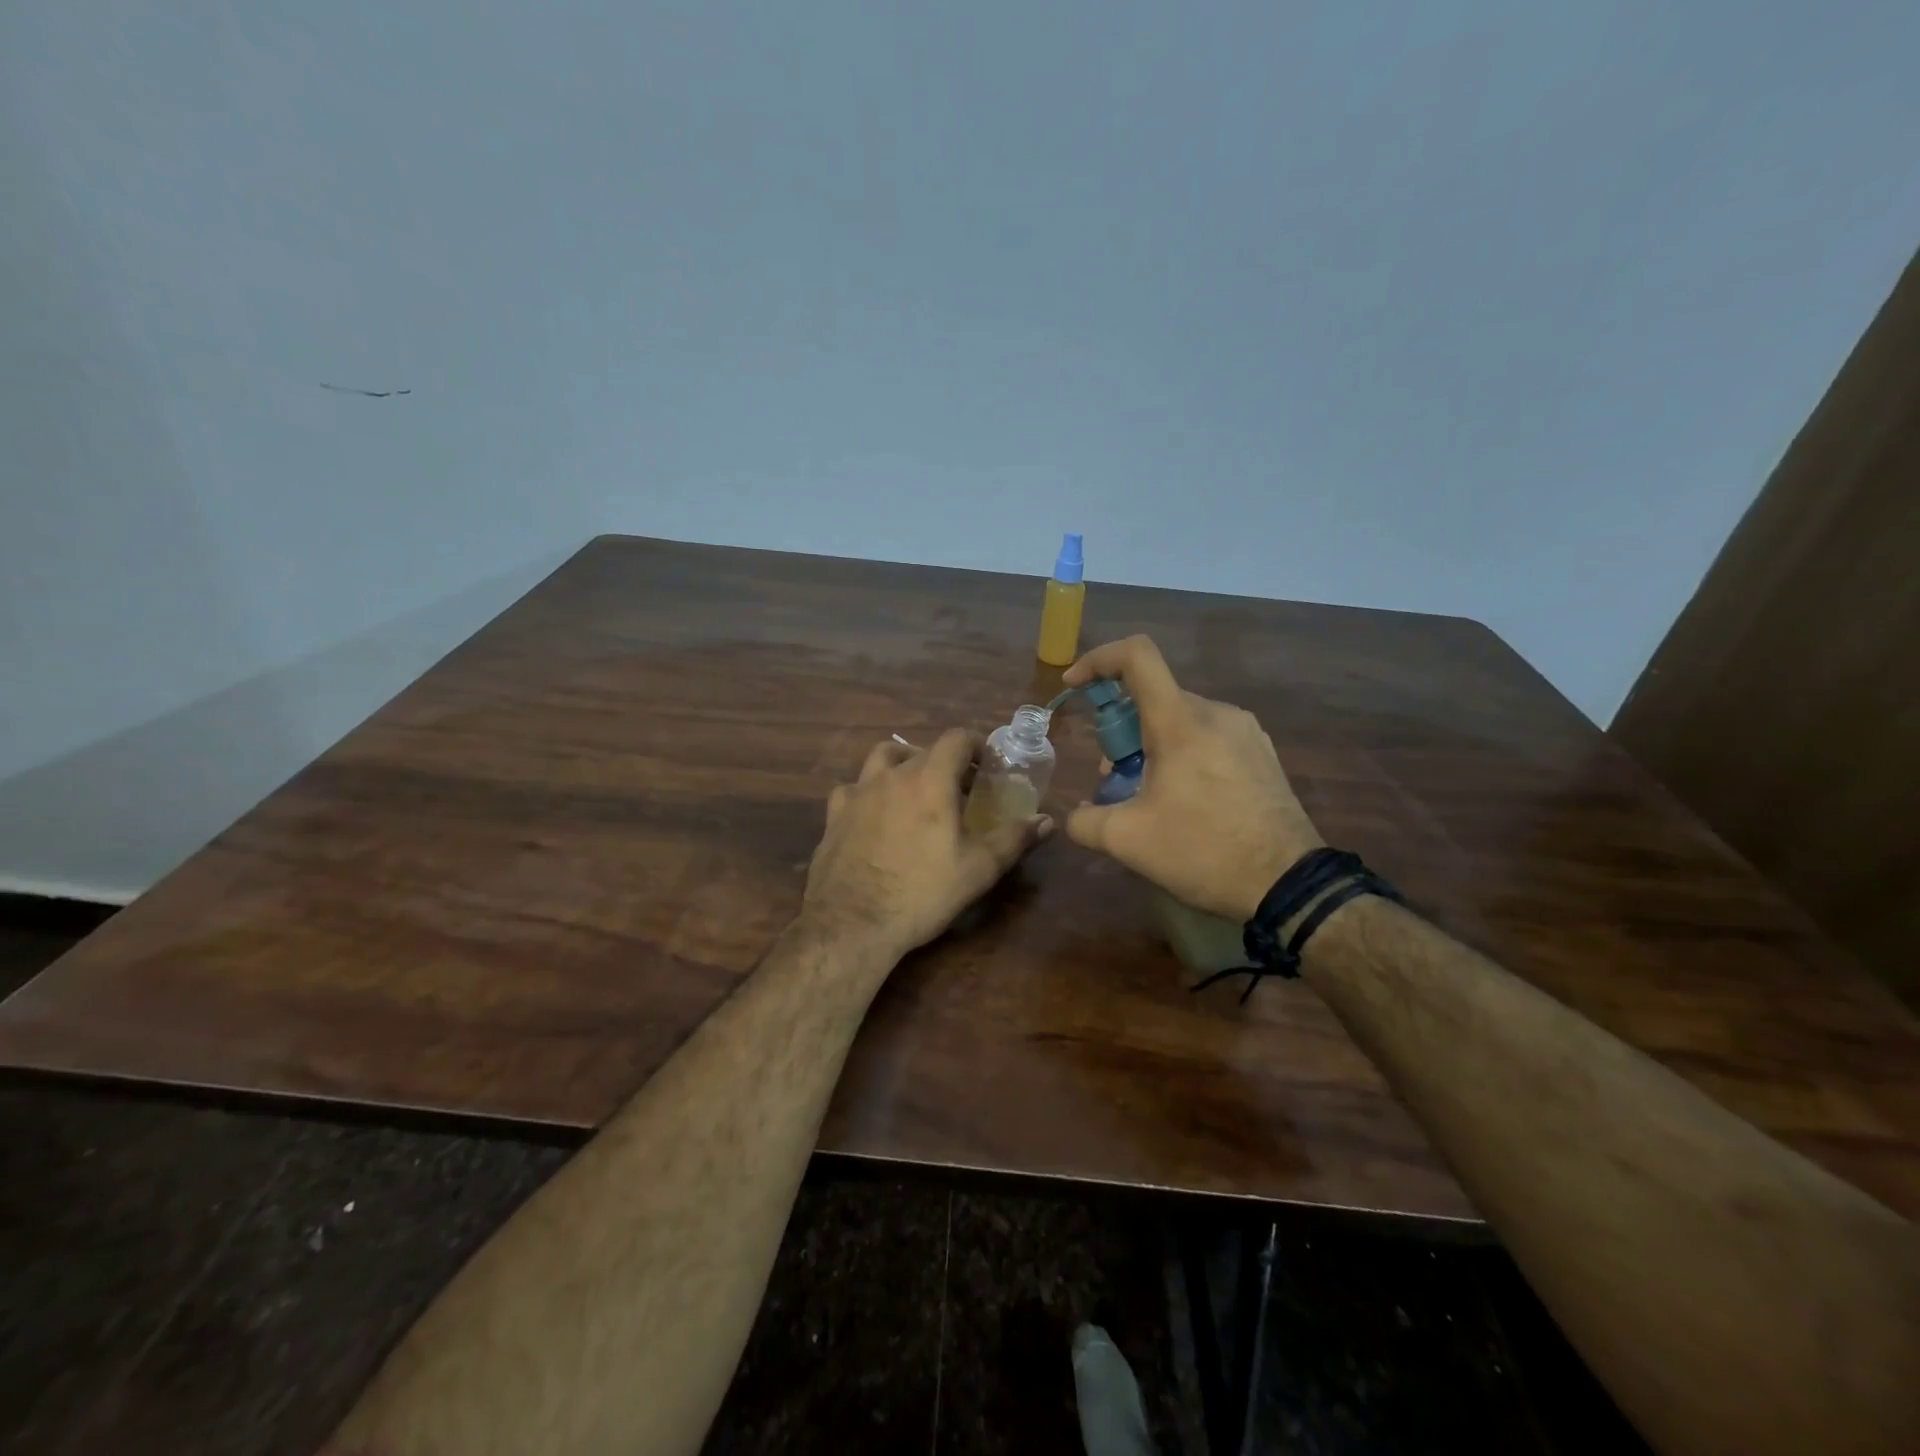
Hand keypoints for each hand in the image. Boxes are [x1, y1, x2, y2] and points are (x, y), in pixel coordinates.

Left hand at [803, 729, 1052, 957]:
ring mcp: (858, 793)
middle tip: (959, 788)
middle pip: (922, 750)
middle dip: (945, 761)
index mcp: (930, 779)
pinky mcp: (834, 815)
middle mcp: (891, 775)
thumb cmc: (922, 892)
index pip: (956, 739)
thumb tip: (1047, 821)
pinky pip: (852, 789)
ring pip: (881, 758)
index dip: (975, 744)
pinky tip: (873, 814)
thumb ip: (1014, 838)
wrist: (853, 924)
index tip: (987, 764)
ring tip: (914, 789)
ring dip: (902, 764)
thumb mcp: (979, 869)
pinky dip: (868, 793)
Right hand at [1063, 636, 1321, 920]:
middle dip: (1121, 729)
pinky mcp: (1262, 753)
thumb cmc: (1204, 851)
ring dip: (1150, 745)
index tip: (1074, 687)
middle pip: (1154, 697)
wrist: (1289, 885)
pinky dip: (1182, 753)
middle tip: (1113, 776)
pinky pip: (1209, 736)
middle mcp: (1216, 713)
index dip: (1098, 660)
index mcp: (1181, 722)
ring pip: (1181, 719)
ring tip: (1148, 795)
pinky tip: (1184, 800)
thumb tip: (1077, 815)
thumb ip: (1085, 821)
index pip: (1137, 657)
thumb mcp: (1128, 841)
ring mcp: (1246, 732)